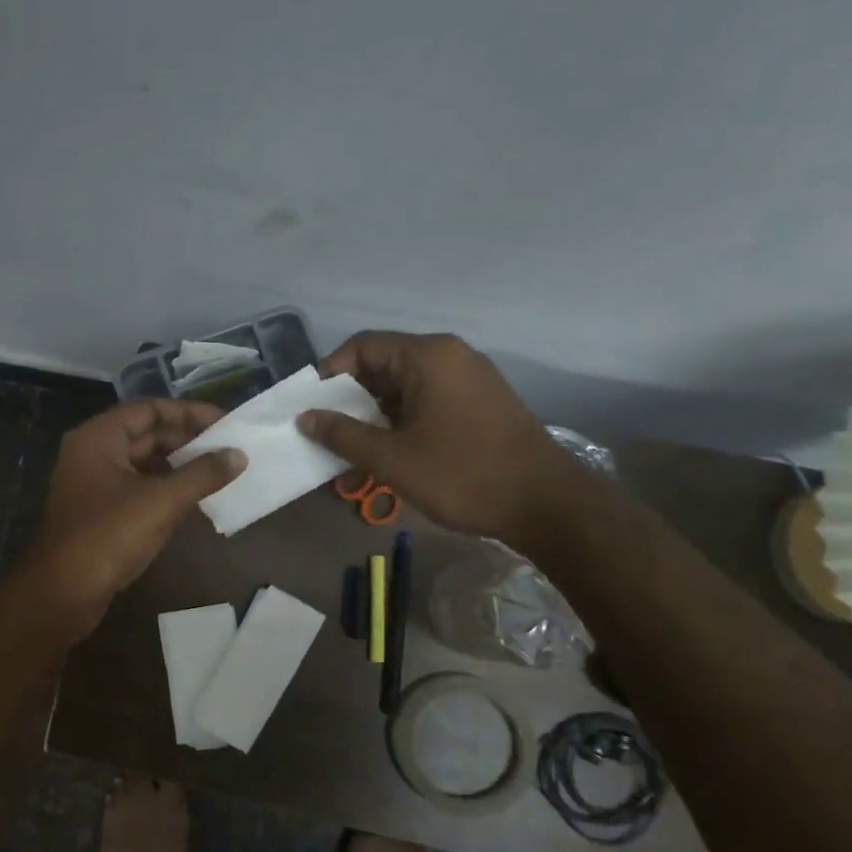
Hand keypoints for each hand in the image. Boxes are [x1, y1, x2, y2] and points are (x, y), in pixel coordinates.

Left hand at [21, 399, 245, 637]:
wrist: (61, 594)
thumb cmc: (108, 537)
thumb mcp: (161, 502)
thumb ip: (202, 475)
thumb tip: (239, 455)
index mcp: (99, 438)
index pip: (149, 409)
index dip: (189, 413)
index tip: (225, 423)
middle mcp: (93, 453)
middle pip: (146, 435)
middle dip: (187, 441)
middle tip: (229, 449)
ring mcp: (95, 485)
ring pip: (144, 464)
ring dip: (179, 466)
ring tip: (220, 472)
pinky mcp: (101, 513)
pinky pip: (139, 489)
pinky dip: (166, 490)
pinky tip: (196, 500)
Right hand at [297, 332, 578, 545]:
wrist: (545, 504)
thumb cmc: (461, 474)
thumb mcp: (391, 458)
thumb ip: (342, 434)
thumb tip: (306, 417)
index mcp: (428, 356)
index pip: (362, 346)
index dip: (329, 374)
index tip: (311, 408)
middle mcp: (450, 356)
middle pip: (383, 366)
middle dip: (350, 401)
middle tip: (328, 436)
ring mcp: (469, 379)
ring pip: (405, 388)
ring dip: (375, 418)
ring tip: (354, 456)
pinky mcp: (480, 403)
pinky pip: (428, 402)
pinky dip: (402, 423)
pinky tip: (389, 457)